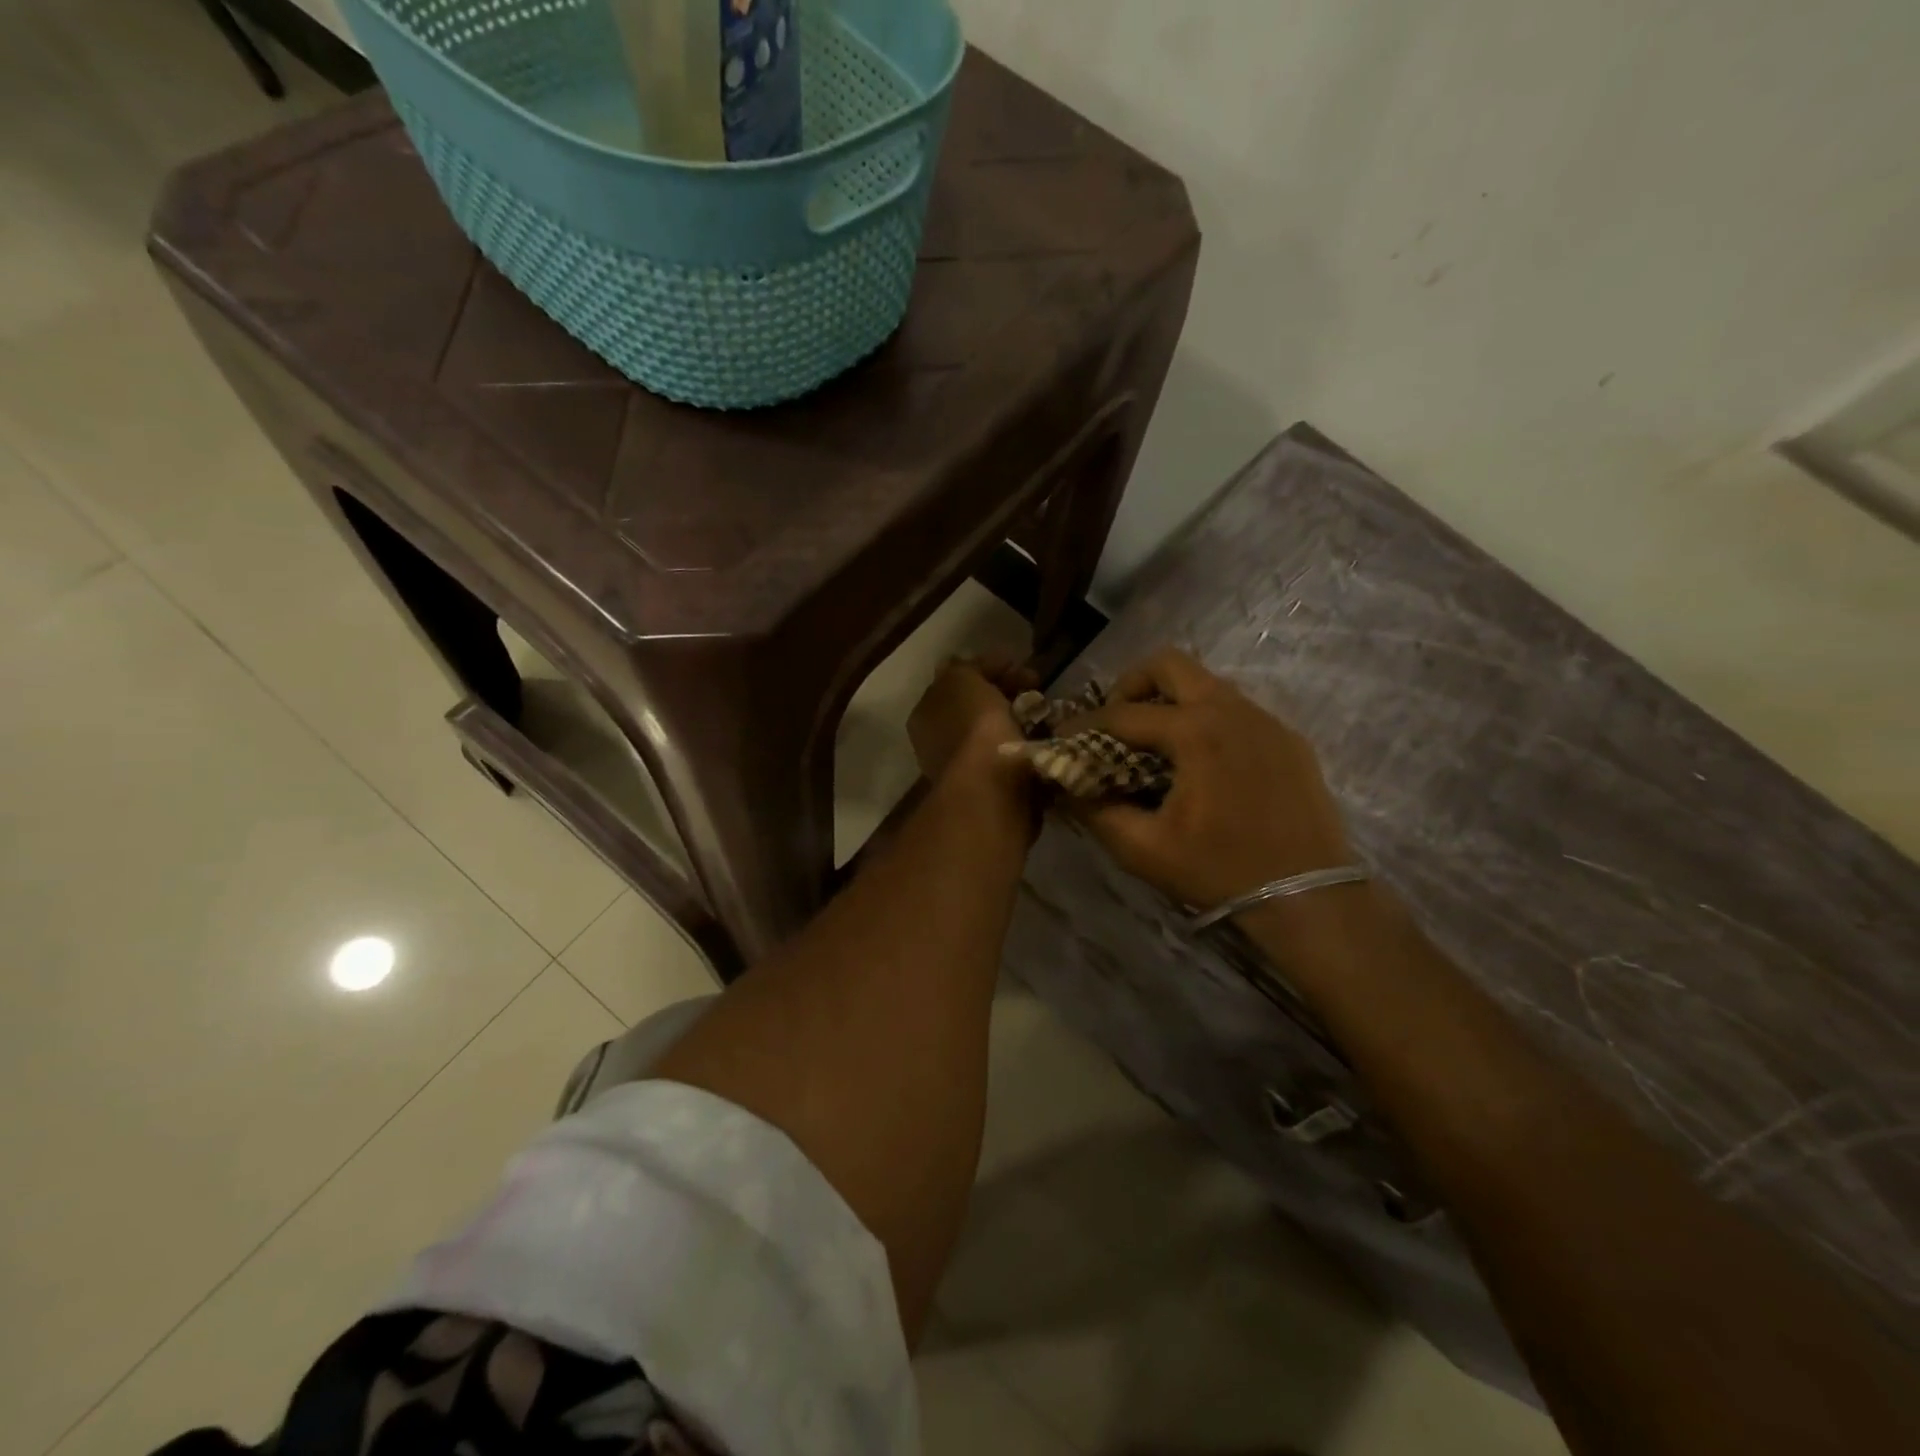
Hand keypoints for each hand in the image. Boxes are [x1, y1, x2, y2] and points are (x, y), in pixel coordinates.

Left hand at [908, 653, 1035, 788]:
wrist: (990, 787)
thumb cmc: (971, 725)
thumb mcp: (961, 678)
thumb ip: (964, 668)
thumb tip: (970, 668)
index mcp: (925, 714)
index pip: (956, 680)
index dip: (987, 668)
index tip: (1018, 665)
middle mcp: (938, 741)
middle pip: (976, 706)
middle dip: (1005, 694)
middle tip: (1034, 689)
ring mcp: (963, 768)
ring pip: (995, 731)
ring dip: (1019, 719)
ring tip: (1043, 714)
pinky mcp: (990, 788)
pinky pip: (1011, 755)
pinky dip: (1027, 744)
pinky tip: (1043, 739)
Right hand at [1066, 649, 1352, 911]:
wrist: (1308, 897)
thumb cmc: (1219, 870)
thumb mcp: (1143, 849)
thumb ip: (1096, 811)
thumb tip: (1067, 785)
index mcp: (1196, 732)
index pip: (1123, 713)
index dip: (1084, 724)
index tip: (1062, 737)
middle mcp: (1232, 710)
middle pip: (1170, 664)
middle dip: (1132, 685)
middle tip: (1116, 721)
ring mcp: (1266, 720)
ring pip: (1207, 684)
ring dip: (1171, 701)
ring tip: (1155, 743)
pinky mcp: (1287, 739)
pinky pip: (1236, 710)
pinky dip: (1206, 720)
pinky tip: (1202, 764)